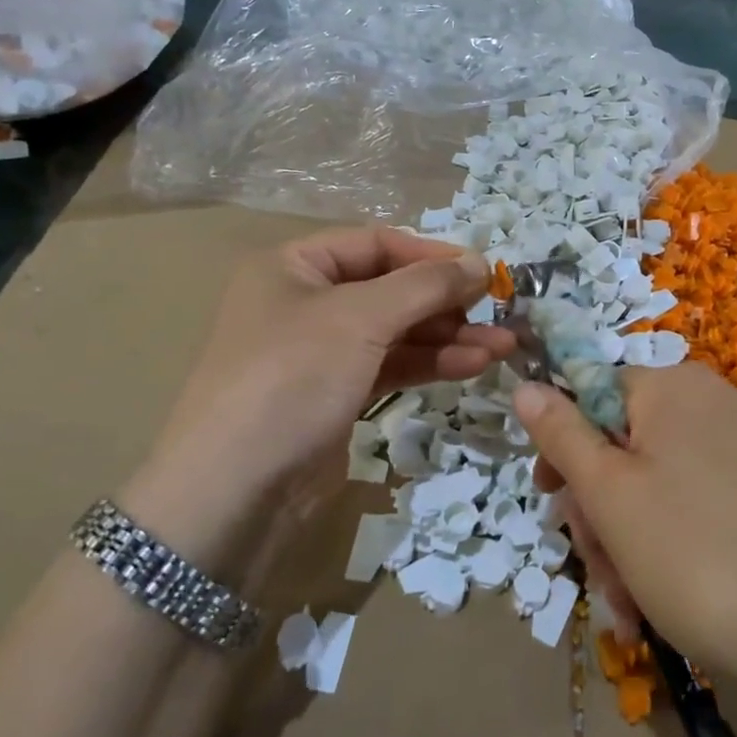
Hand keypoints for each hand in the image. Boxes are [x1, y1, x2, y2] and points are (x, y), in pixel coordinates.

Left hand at [126, 228, 513, 566]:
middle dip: (447, 302)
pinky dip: (430, 364)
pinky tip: (472, 366)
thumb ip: (425, 285)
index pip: (376, 244)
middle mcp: (305, 302)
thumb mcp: (360, 318)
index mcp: (294, 266)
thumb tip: (481, 263)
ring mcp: (321, 353)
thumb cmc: (291, 378)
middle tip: (501, 314)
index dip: (432, 255)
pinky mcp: (335, 396)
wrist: (234, 492)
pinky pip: (390, 366)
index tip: (485, 273)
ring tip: (502, 347)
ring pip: (396, 332)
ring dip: (448, 336)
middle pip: (390, 289)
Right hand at [515, 364, 736, 693]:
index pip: (591, 393)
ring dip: (627, 546)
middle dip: (598, 512)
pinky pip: (694, 511)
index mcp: (671, 387)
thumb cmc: (696, 551)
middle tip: (599, 572)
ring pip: (654, 488)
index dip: (563, 447)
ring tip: (630, 610)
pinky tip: (660, 609)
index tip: (552, 499)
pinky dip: (668, 553)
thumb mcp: (610, 494)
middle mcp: (710, 407)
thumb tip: (525, 384)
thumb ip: (561, 435)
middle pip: (623, 446)